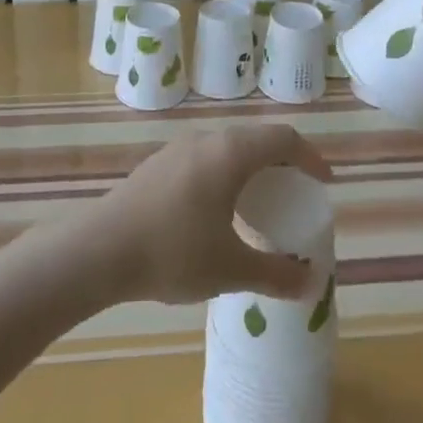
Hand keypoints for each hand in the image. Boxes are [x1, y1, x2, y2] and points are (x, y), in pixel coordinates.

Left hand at [83, 125, 331, 304]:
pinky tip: (215, 210)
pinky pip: (203, 159)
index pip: (282, 139)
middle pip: (255, 139)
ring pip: (226, 148)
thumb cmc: (173, 252)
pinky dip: (224, 174)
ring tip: (257, 203)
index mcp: (230, 153)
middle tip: (294, 193)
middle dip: (281, 162)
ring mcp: (176, 149)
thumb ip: (275, 274)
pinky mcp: (156, 165)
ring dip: (250, 168)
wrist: (98, 251)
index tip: (324, 183)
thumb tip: (311, 284)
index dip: (310, 157)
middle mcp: (205, 139)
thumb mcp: (231, 269)